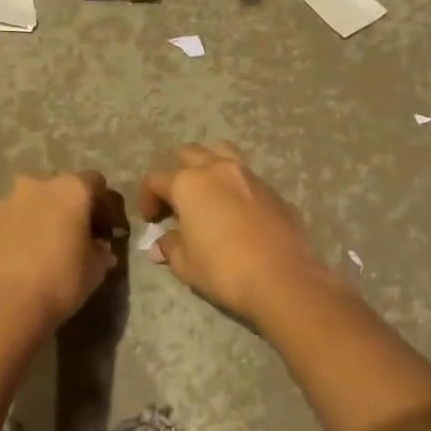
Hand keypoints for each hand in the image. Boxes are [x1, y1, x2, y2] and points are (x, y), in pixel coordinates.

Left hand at [0, 171, 124, 335]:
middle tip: (70, 237)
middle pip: (57, 188)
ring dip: (35, 219)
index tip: (104, 230)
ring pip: (26, 203)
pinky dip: (11, 234)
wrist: (1, 305)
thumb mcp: (94, 271)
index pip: (95, 183)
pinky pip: (3, 223)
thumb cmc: (59, 282)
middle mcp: (36, 185)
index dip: (103, 205)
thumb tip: (100, 249)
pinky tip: (13, 261)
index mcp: (70, 190)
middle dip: (65, 208)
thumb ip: (100, 253)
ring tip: (38, 251)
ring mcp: (3, 202)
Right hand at [139, 143, 331, 328]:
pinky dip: (233, 185)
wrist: (283, 279)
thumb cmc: (224, 270)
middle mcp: (217, 169)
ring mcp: (248, 175)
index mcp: (189, 182)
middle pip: (188, 154)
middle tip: (175, 202)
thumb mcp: (186, 263)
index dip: (147, 198)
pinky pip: (245, 176)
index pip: (157, 178)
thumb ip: (170, 246)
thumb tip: (161, 243)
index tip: (151, 221)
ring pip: (220, 152)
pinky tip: (235, 211)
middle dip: (175, 173)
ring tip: (206, 192)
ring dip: (207, 166)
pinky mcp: (272, 189)